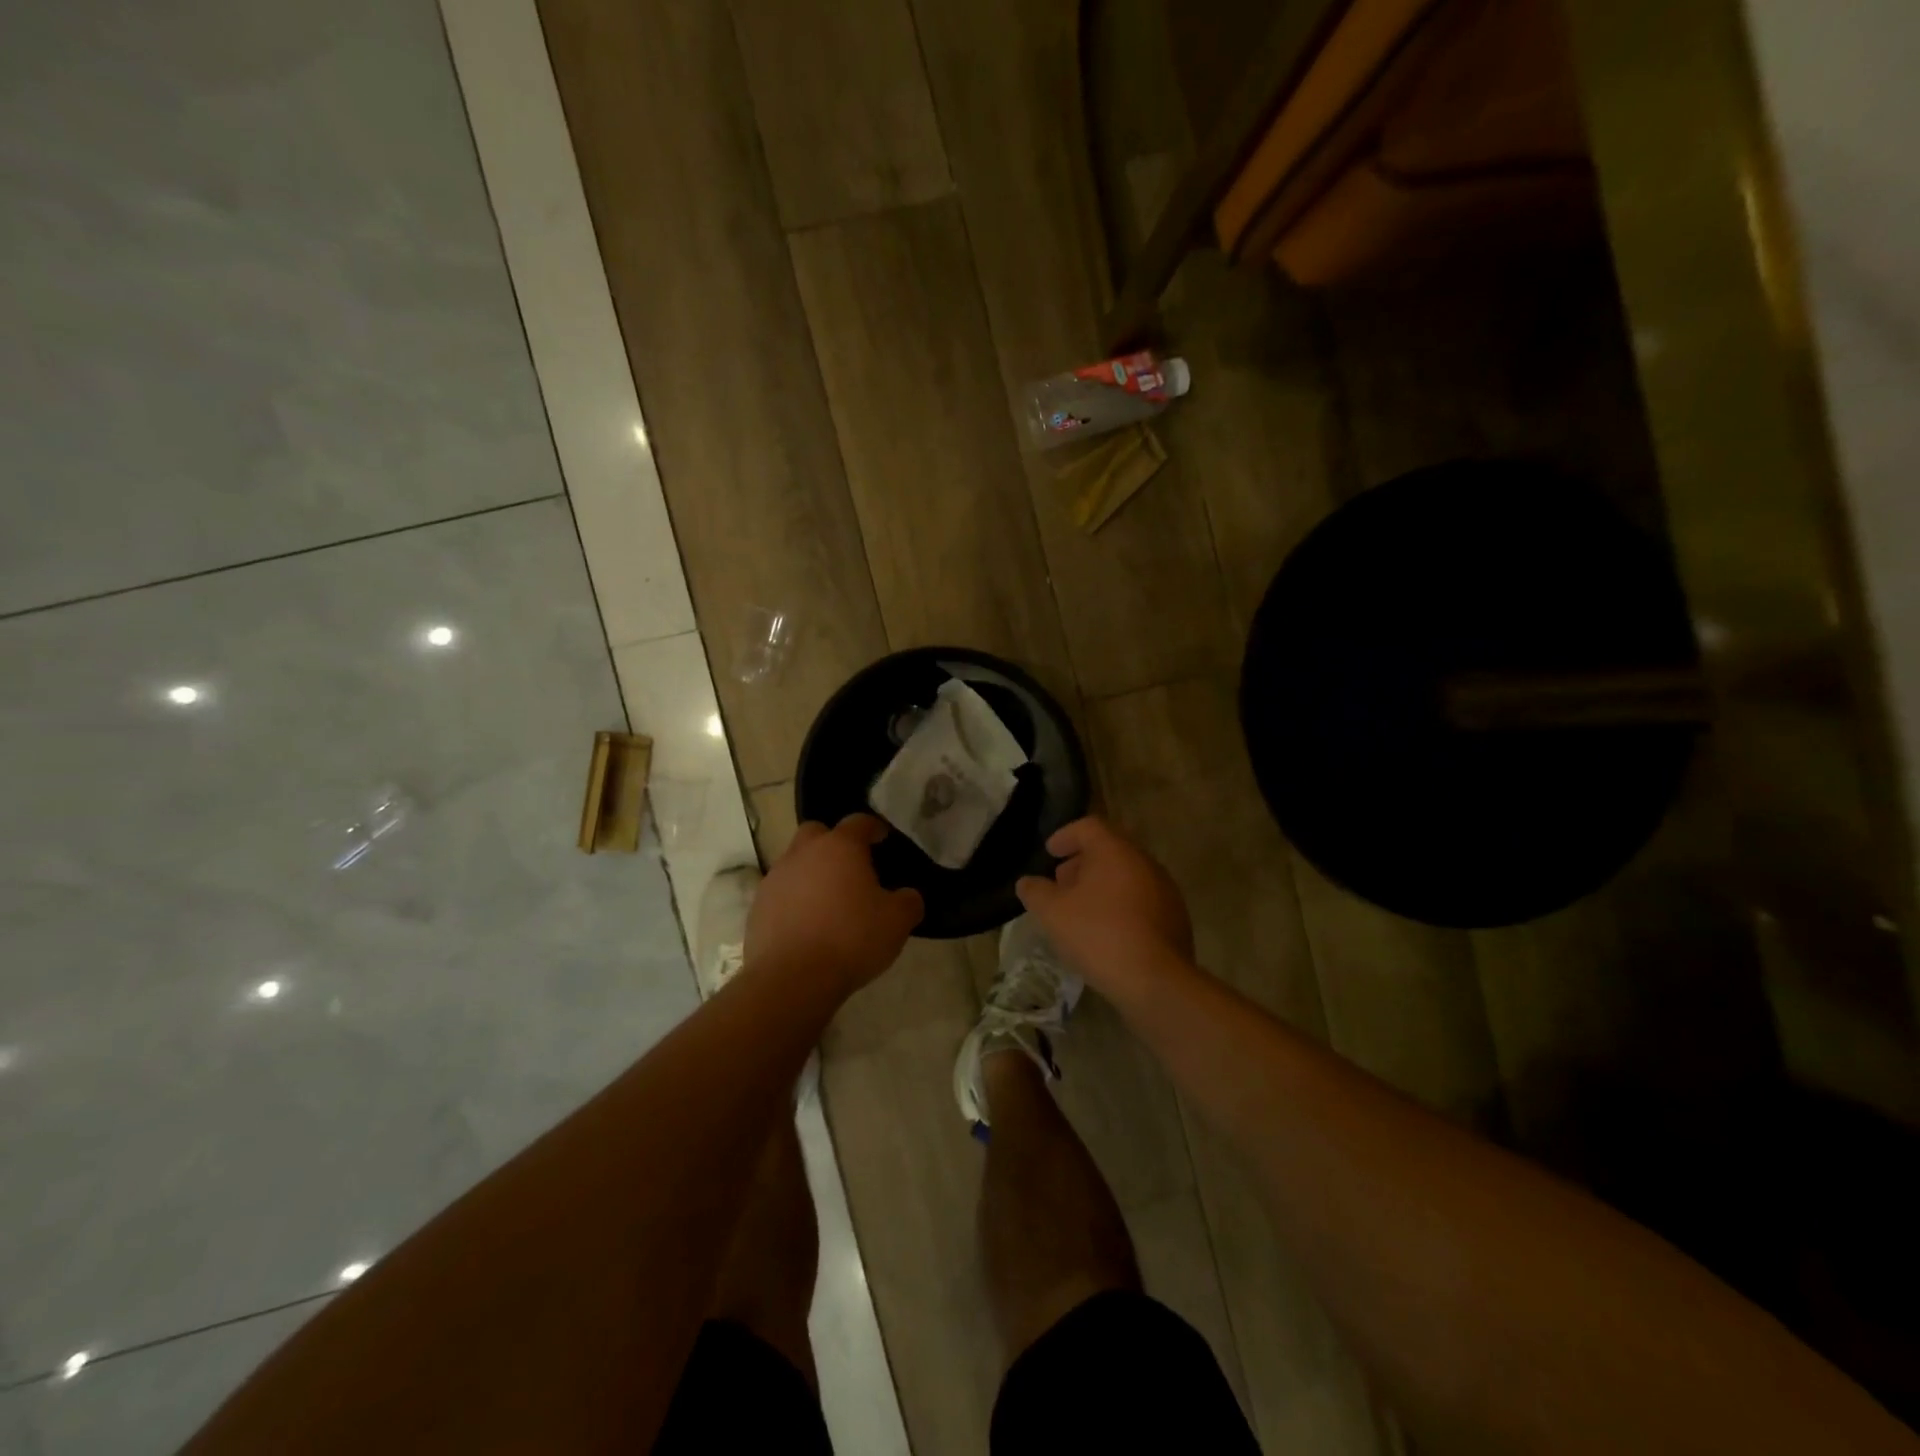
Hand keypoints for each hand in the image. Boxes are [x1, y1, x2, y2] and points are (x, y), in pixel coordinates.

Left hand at [747, 814, 923, 994]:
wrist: (792, 979)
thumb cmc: (851, 939)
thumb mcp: (897, 922)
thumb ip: (908, 901)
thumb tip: (906, 896)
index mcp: (840, 847)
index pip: (858, 822)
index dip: (872, 828)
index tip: (882, 837)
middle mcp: (803, 853)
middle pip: (817, 833)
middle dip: (833, 843)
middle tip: (850, 867)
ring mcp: (775, 878)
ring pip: (795, 863)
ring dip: (811, 873)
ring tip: (828, 901)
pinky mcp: (757, 907)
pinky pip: (781, 893)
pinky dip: (794, 900)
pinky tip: (806, 925)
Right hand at [1016, 817, 1194, 998]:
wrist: (1156, 981)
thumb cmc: (1099, 935)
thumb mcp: (1053, 914)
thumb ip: (1035, 892)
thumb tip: (1027, 882)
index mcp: (1116, 851)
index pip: (1089, 827)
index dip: (1065, 836)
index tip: (1050, 852)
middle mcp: (1144, 862)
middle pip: (1109, 850)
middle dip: (1082, 863)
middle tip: (1061, 883)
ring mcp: (1165, 890)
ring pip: (1126, 876)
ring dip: (1101, 886)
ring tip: (1081, 910)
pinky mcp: (1175, 918)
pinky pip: (1141, 900)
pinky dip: (1120, 905)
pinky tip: (1106, 931)